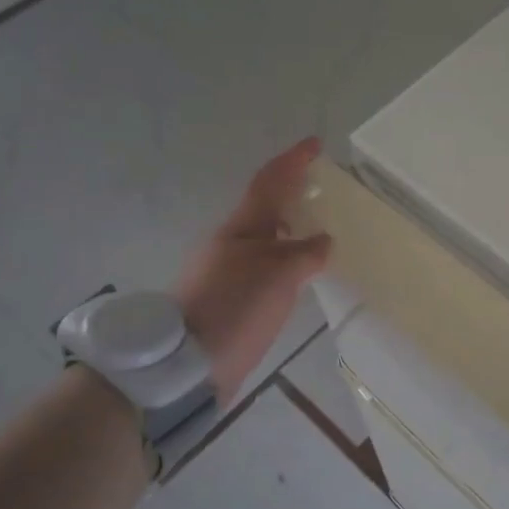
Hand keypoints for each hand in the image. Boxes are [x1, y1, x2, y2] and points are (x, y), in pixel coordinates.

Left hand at [176, 138, 333, 400]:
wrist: (186, 365)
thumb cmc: (234, 307)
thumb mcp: (279, 275)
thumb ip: (306, 252)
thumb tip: (323, 241)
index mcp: (242, 228)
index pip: (270, 182)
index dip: (293, 161)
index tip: (315, 143)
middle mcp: (233, 243)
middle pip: (266, 206)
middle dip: (293, 191)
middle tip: (322, 186)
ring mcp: (230, 271)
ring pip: (268, 237)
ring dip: (292, 225)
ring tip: (321, 226)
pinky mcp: (233, 299)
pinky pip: (269, 265)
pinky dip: (289, 256)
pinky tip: (304, 271)